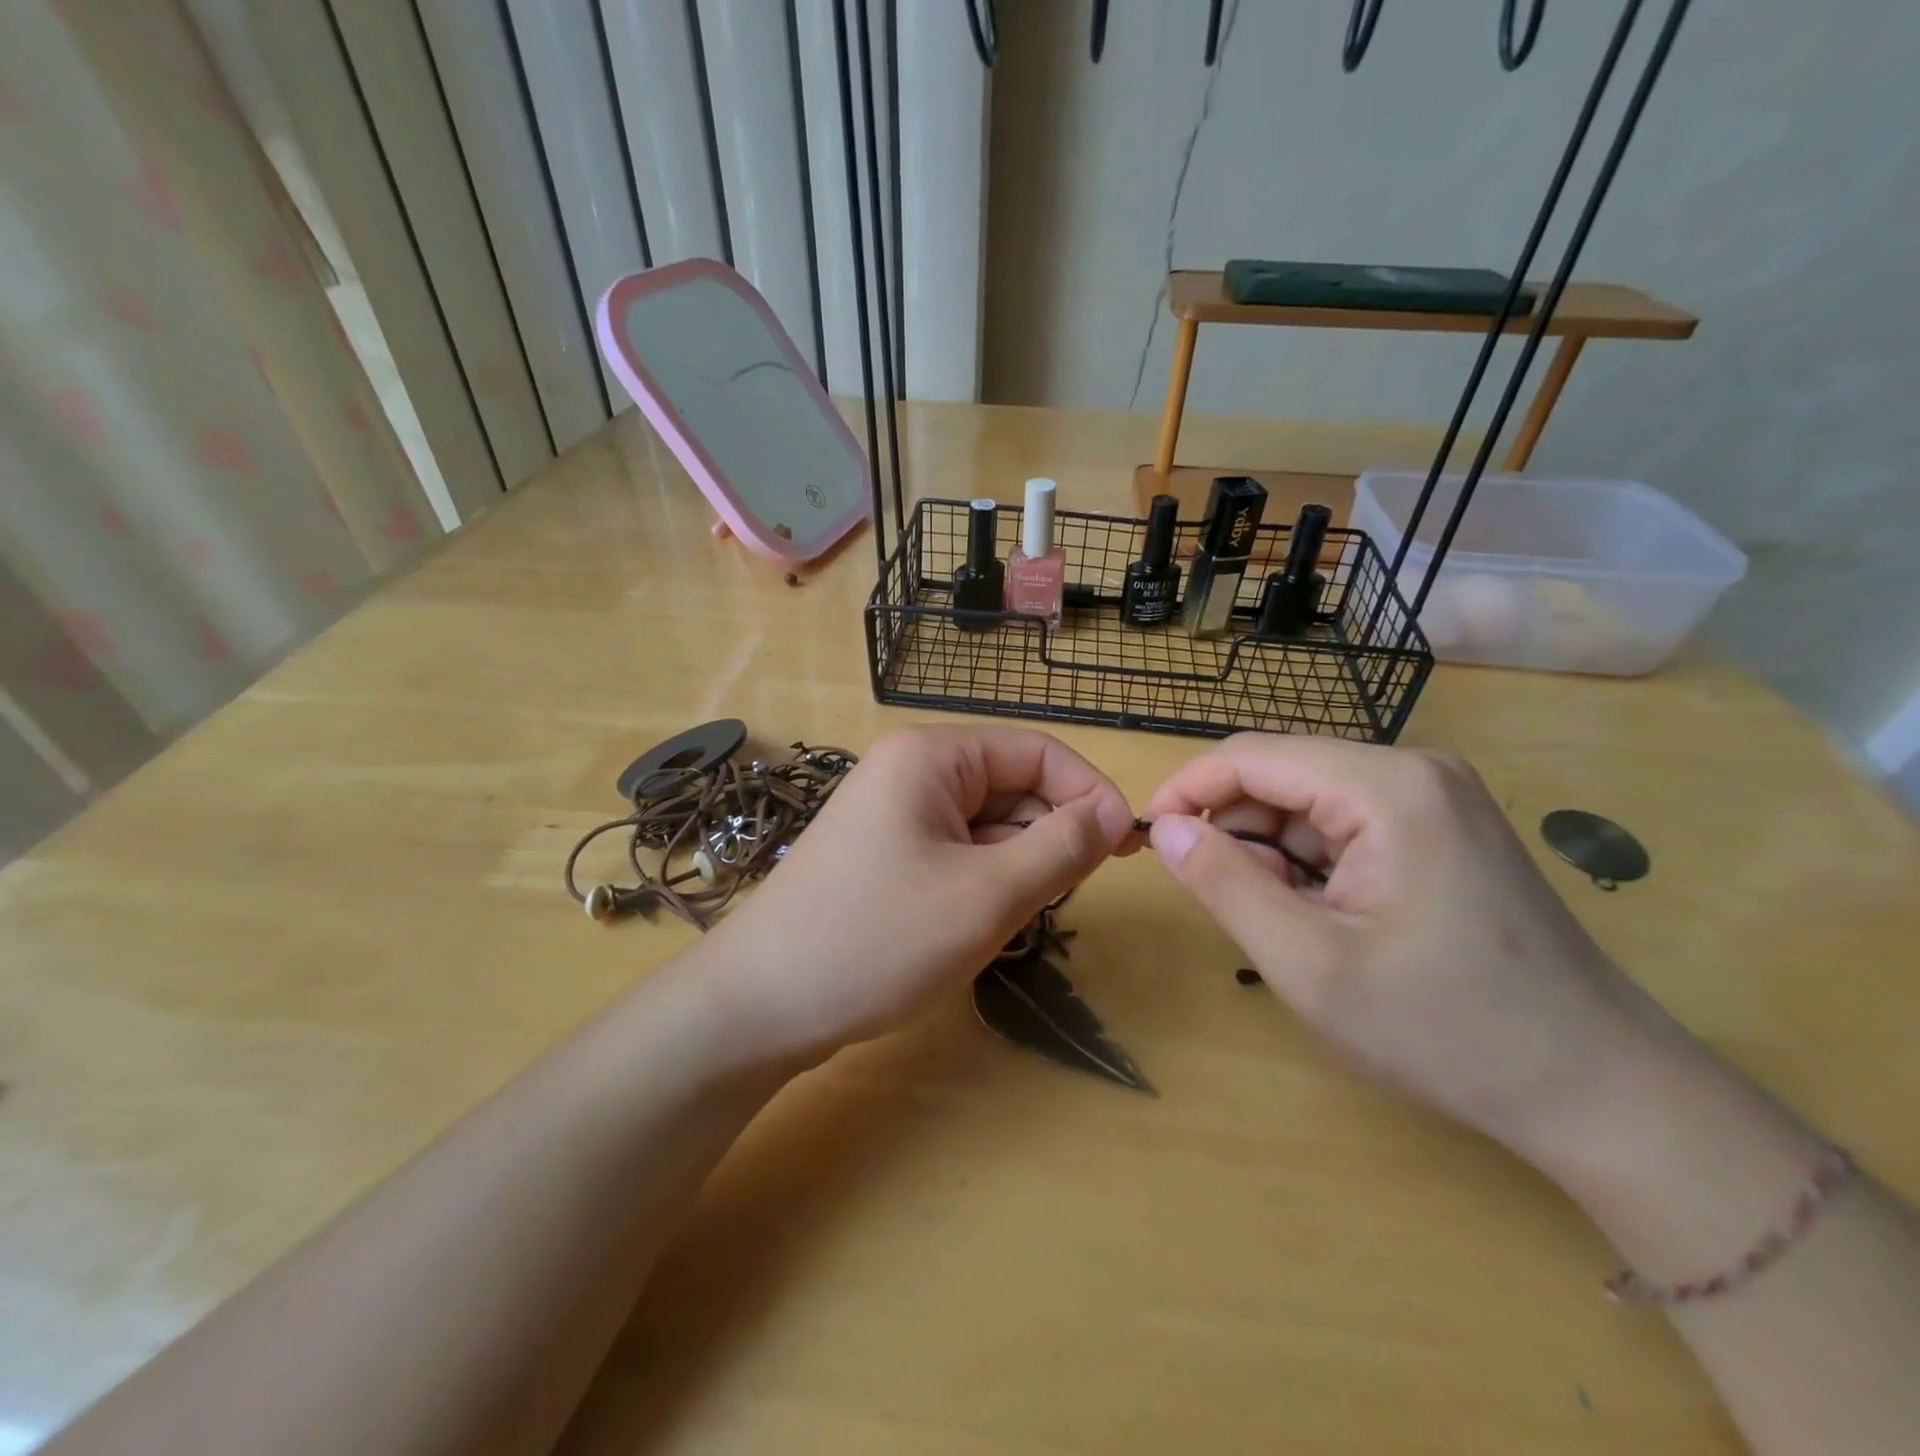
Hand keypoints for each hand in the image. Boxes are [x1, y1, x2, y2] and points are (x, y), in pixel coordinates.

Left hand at [703, 724, 1136, 1061]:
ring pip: (987, 827)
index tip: (1126, 850)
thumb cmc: (877, 940)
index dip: (1089, 794)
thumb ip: (1061, 847)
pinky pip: (956, 853)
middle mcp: (911, 770)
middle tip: (1051, 902)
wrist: (760, 1005)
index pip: (1038, 752)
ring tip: (994, 922)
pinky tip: (964, 928)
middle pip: (1012, 788)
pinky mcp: (884, 854)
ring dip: (1012, 870)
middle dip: (1044, 839)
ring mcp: (893, 813)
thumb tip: (1115, 812)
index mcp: (932, 756)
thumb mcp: (986, 895)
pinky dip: (979, 886)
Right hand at [1144, 734, 1674, 1165]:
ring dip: (1275, 856)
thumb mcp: (1307, 963)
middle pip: (1281, 776)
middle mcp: (1413, 769)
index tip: (1148, 843)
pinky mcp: (1441, 826)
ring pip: (1308, 803)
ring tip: (1293, 927)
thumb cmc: (1445, 1030)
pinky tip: (1330, 920)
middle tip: (1236, 909)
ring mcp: (1434, 796)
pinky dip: (1313, 865)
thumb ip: (1224, 884)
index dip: (1187, 791)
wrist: (1600, 1091)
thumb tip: (1164, 829)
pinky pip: (1345, 824)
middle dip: (1238, 833)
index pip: (1251, 756)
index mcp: (1386, 786)